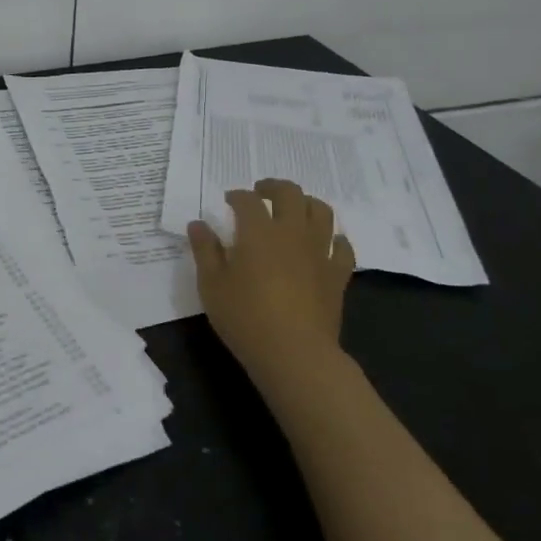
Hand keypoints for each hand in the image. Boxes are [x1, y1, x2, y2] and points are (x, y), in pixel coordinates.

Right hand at [188, 179, 353, 387]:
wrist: (294, 353)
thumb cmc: (245, 317)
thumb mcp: (211, 285)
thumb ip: (205, 250)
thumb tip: (198, 224)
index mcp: (258, 231)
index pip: (247, 200)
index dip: (237, 196)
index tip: (229, 201)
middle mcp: (292, 232)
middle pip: (289, 193)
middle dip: (273, 187)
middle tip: (261, 193)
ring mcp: (319, 251)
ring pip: (321, 211)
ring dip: (306, 203)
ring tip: (294, 210)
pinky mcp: (337, 274)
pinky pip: (342, 247)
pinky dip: (334, 239)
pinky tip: (325, 243)